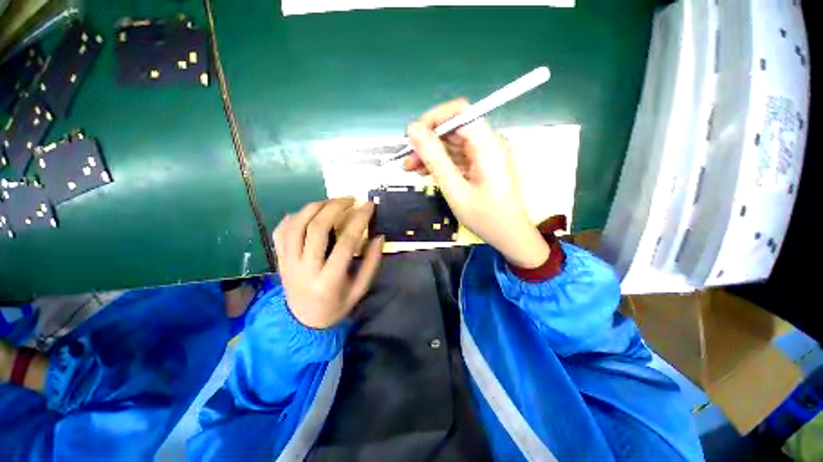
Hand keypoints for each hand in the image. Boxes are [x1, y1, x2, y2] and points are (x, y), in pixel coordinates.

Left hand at [273, 198, 383, 328]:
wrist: (302, 322)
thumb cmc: (336, 306)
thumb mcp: (360, 289)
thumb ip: (371, 264)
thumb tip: (379, 237)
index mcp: (328, 280)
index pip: (346, 242)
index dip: (359, 220)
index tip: (369, 205)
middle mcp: (304, 269)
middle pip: (317, 228)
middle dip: (336, 207)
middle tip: (351, 199)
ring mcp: (287, 263)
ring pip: (296, 225)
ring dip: (315, 207)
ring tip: (332, 201)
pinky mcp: (278, 259)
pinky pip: (281, 231)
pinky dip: (294, 217)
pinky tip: (309, 213)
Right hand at [404, 99, 549, 268]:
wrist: (509, 236)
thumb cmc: (485, 216)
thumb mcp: (454, 188)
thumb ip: (434, 158)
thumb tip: (413, 129)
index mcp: (487, 144)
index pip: (459, 112)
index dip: (433, 119)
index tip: (413, 137)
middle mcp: (488, 143)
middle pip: (453, 129)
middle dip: (427, 142)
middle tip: (407, 160)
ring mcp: (485, 155)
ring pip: (453, 144)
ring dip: (431, 154)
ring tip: (411, 168)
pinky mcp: (482, 166)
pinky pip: (458, 158)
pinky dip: (441, 164)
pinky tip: (426, 172)